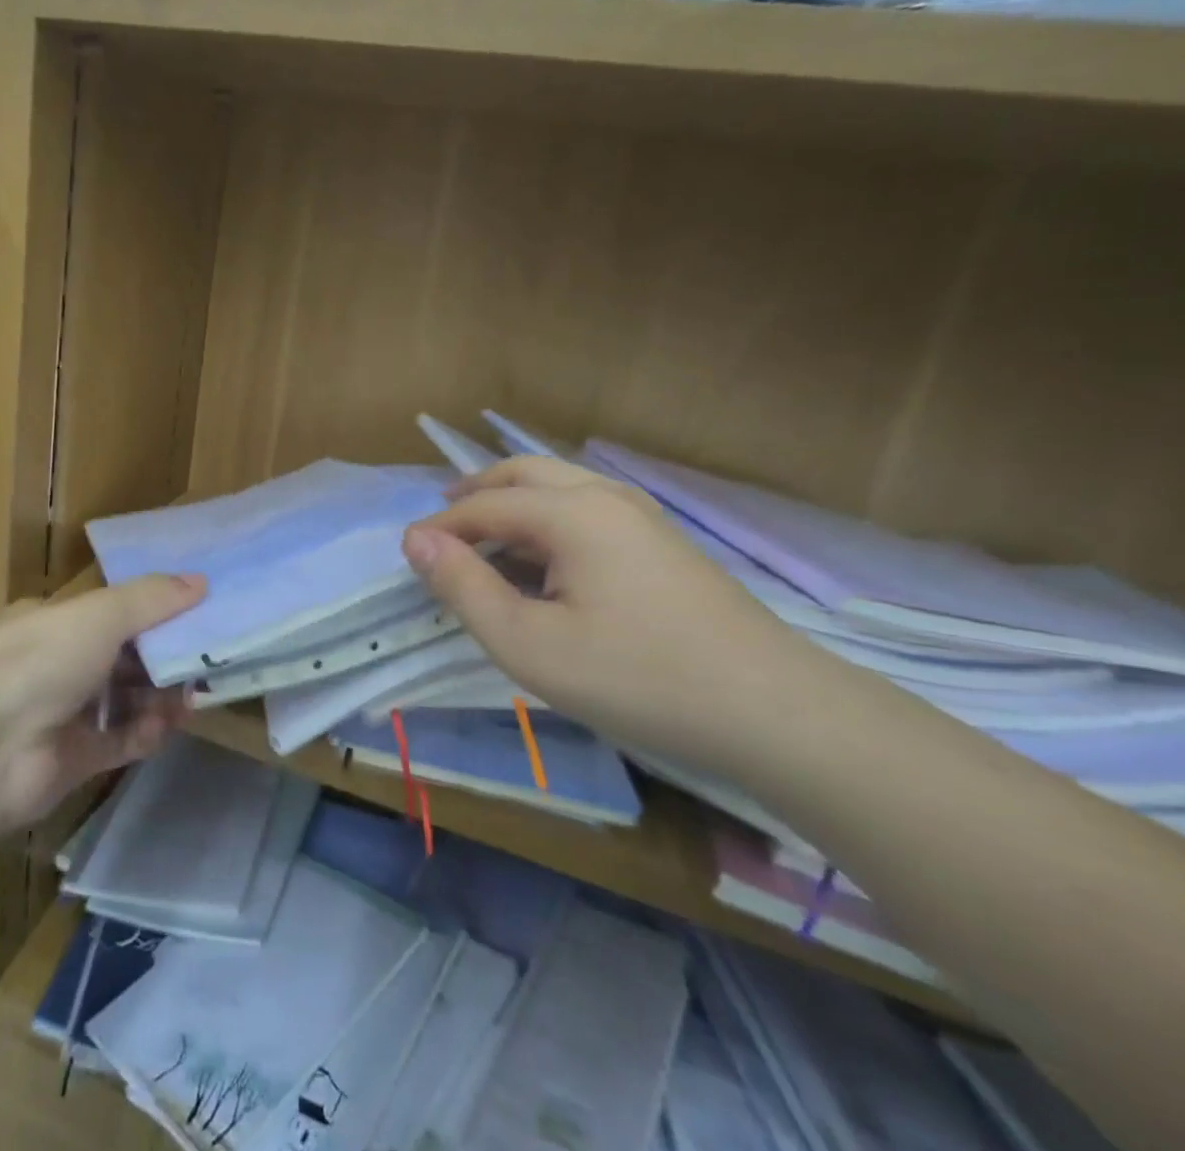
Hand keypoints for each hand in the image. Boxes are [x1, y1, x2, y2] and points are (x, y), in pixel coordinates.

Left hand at [0, 573, 205, 832]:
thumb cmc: (41, 661)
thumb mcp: (100, 615)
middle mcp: (54, 664)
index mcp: (51, 621)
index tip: (193, 614)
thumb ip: (151, 598)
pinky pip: (118, 742)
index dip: (151, 612)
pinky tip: (165, 726)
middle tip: (203, 660)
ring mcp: (62, 714)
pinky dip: (144, 732)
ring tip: (191, 696)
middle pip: (121, 657)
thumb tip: (201, 581)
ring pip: (123, 700)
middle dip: (161, 658)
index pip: (108, 611)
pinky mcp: (72, 759)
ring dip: (158, 696)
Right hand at [402, 455, 845, 775]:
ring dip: (513, 502)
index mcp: (570, 512)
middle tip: (441, 520)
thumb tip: (416, 540)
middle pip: (523, 473)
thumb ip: (464, 587)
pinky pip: (587, 510)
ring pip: (559, 487)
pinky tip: (545, 561)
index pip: (485, 504)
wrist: (775, 713)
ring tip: (485, 539)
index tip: (409, 554)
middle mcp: (605, 496)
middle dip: (476, 492)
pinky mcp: (663, 543)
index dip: (441, 527)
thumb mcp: (528, 644)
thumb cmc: (637, 677)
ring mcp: (642, 516)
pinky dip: (547, 519)